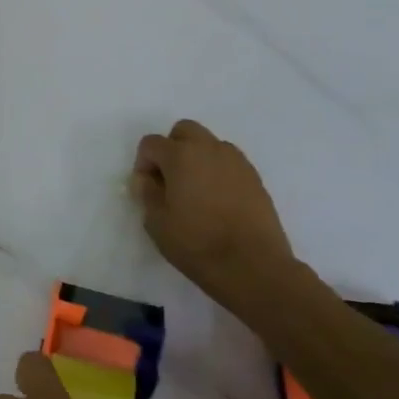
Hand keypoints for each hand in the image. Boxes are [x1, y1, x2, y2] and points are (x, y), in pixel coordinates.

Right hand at [131, 119, 301, 298]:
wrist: (254, 267)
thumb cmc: (197, 244)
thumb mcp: (156, 222)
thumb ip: (146, 193)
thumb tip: (146, 179)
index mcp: (180, 156)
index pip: (151, 143)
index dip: (143, 163)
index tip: (147, 188)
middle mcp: (209, 149)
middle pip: (184, 131)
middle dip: (172, 148)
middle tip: (170, 180)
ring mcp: (237, 162)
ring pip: (209, 144)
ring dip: (197, 157)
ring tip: (196, 191)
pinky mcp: (255, 178)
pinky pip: (229, 162)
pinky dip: (218, 171)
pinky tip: (217, 200)